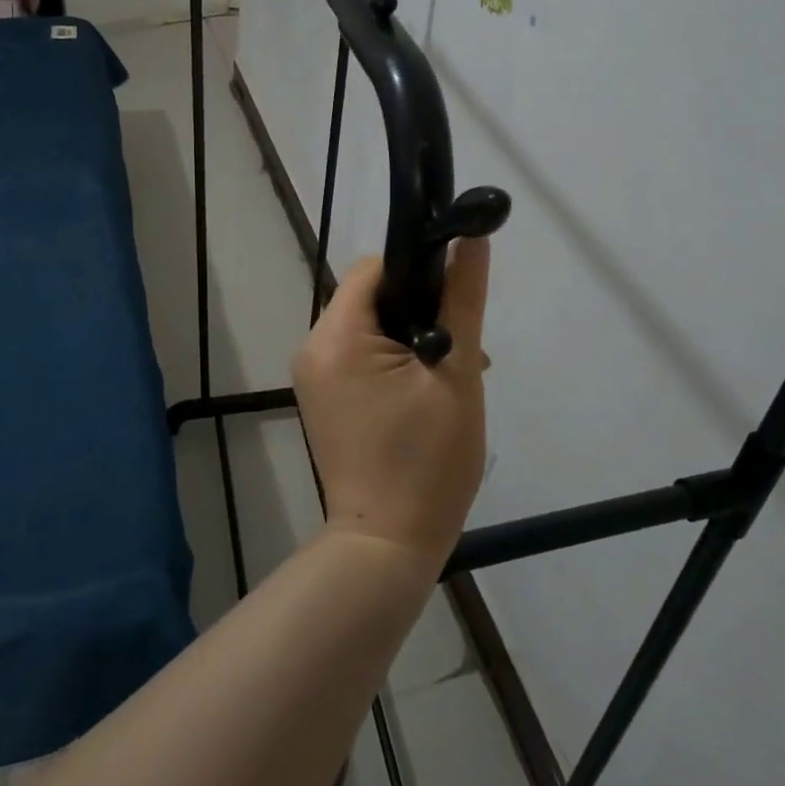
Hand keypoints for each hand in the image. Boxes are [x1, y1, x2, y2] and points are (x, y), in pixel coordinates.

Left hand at [292, 241, 490, 570]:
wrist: (387, 546)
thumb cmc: (426, 461)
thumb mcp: (456, 374)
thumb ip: (462, 300)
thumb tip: (471, 238)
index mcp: (337, 335)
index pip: (375, 269)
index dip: (419, 272)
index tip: (455, 299)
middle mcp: (313, 347)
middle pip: (370, 297)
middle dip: (419, 310)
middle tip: (461, 346)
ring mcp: (314, 376)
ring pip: (368, 327)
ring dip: (410, 337)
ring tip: (450, 375)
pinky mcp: (322, 399)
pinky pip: (358, 356)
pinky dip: (392, 361)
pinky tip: (425, 391)